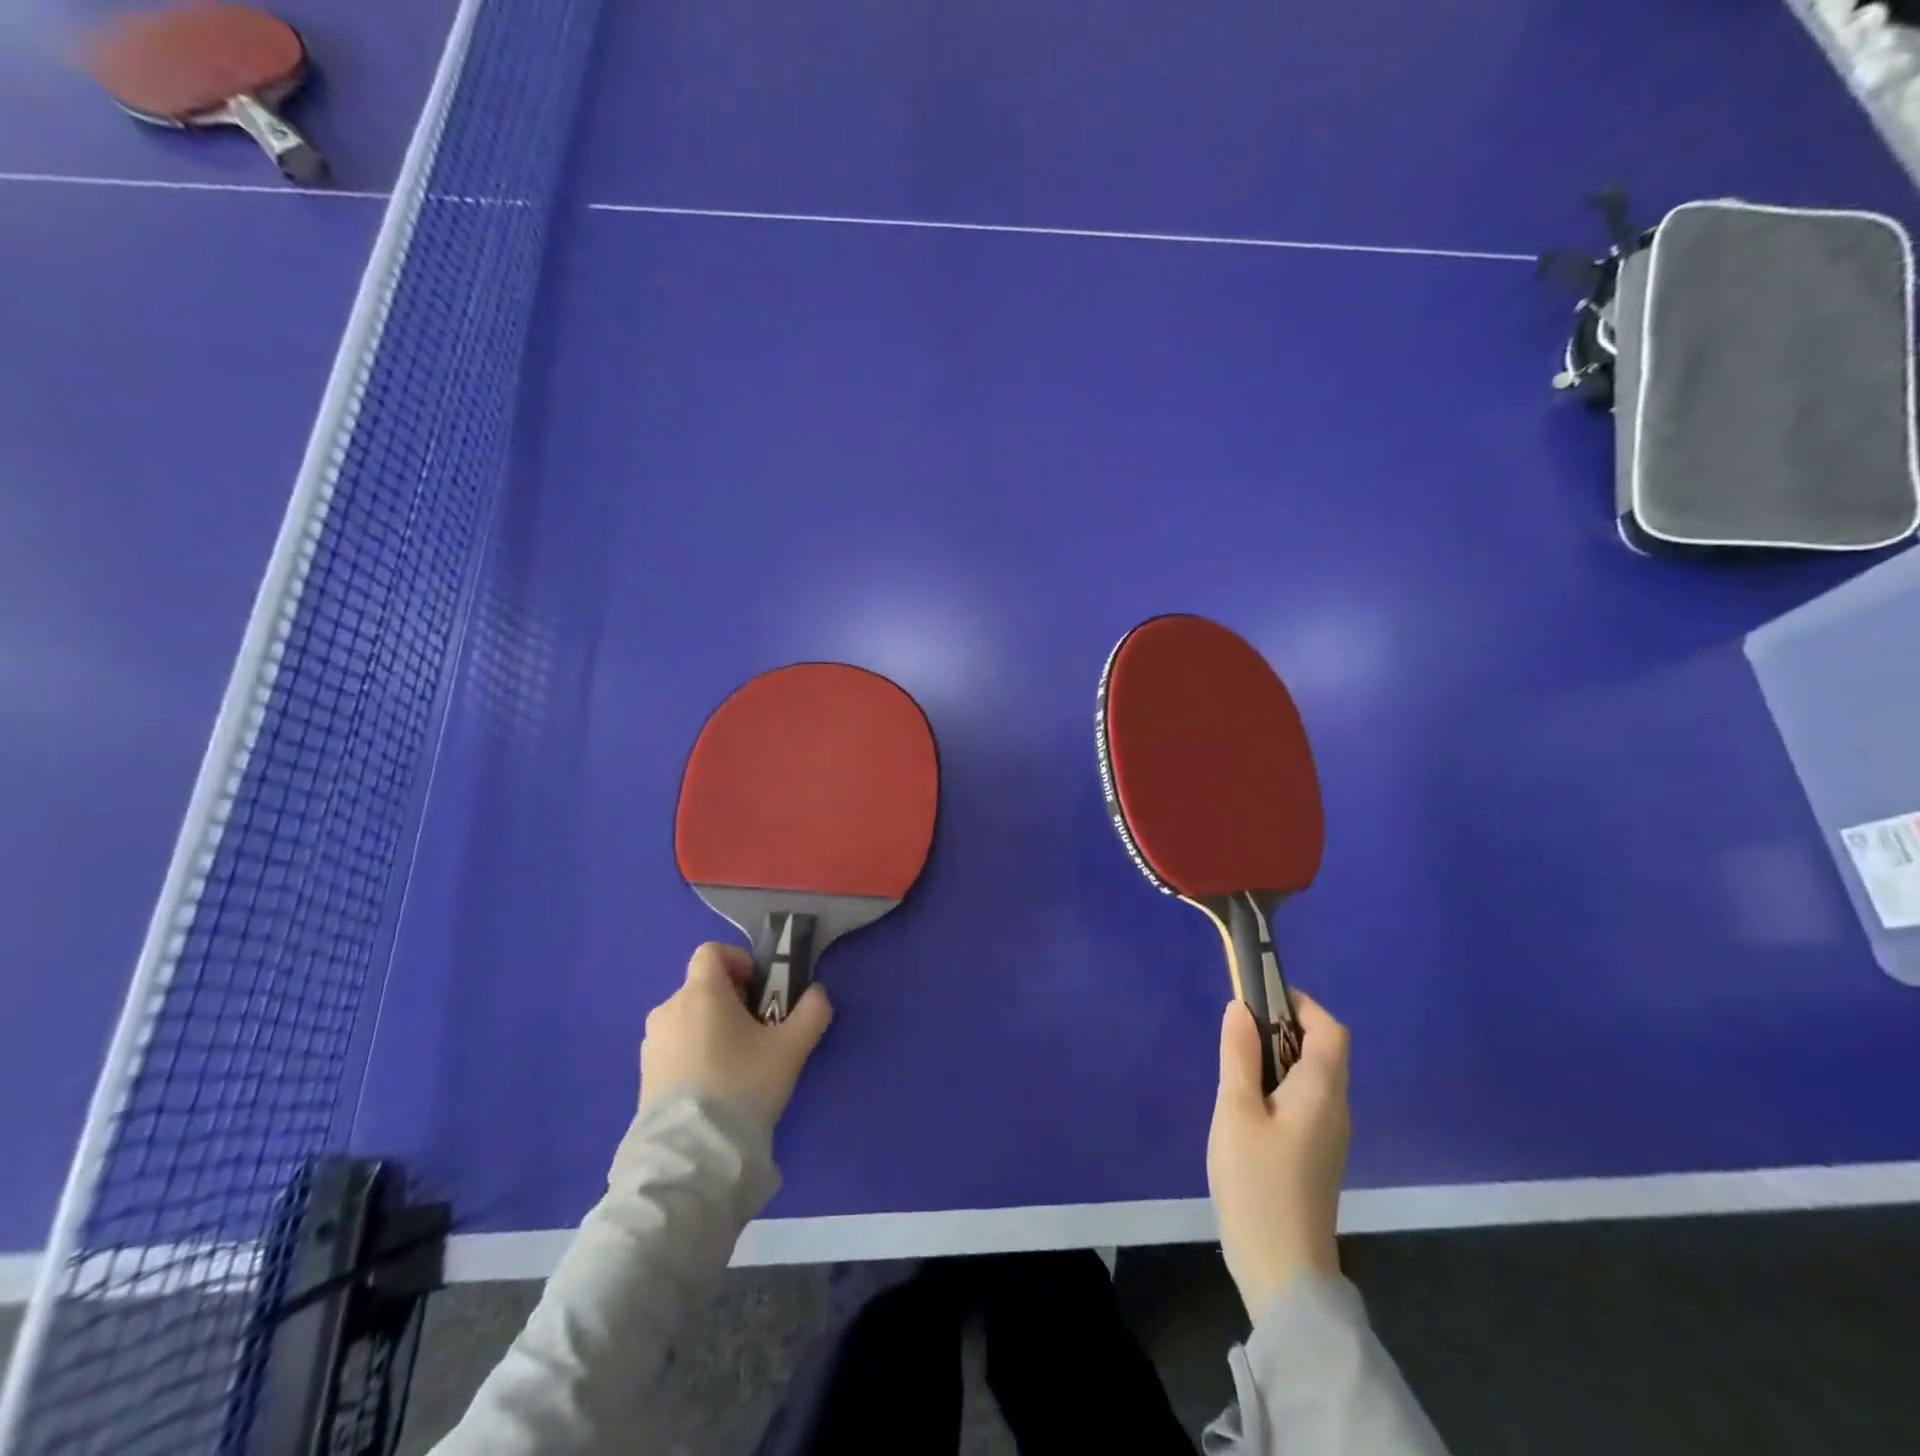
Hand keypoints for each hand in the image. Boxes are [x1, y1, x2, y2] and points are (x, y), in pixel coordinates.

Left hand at [638, 942, 833, 1130]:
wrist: (692, 1154)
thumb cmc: (743, 1084)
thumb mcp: (792, 1047)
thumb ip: (812, 1011)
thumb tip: (816, 993)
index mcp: (701, 992)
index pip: (712, 951)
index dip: (739, 962)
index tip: (759, 991)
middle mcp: (669, 1008)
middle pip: (703, 987)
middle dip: (731, 1001)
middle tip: (757, 1032)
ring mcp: (652, 1043)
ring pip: (688, 1018)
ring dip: (712, 1028)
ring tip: (736, 1064)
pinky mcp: (643, 1075)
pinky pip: (674, 1047)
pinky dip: (694, 1053)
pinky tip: (713, 1087)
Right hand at [1207, 988, 1350, 1321]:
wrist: (1283, 1270)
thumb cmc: (1257, 1182)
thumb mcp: (1236, 1110)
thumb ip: (1238, 1055)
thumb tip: (1240, 1008)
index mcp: (1322, 1091)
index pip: (1329, 1029)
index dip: (1300, 1004)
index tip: (1259, 997)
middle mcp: (1336, 1107)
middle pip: (1322, 1049)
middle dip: (1283, 1027)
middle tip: (1237, 1031)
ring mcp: (1330, 1135)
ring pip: (1312, 1076)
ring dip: (1279, 1056)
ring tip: (1236, 1066)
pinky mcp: (1317, 1155)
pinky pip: (1306, 1100)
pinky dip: (1280, 1085)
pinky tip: (1247, 1105)